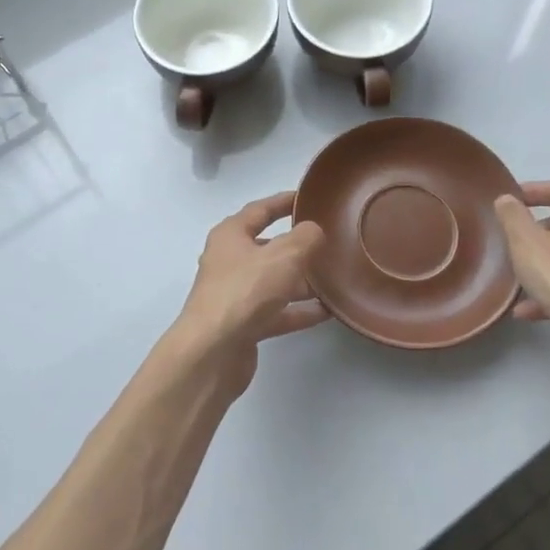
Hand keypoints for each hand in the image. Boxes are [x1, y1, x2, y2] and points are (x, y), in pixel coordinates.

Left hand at [162, 193, 326, 393]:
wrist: (213, 352)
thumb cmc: (246, 291)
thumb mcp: (284, 255)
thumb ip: (306, 237)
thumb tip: (314, 232)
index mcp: (231, 235)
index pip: (260, 209)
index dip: (285, 201)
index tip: (309, 197)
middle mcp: (230, 261)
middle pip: (268, 247)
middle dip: (298, 245)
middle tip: (330, 242)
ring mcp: (236, 295)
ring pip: (275, 281)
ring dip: (303, 280)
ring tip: (336, 277)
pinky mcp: (244, 324)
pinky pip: (278, 311)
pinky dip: (299, 310)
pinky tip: (327, 311)